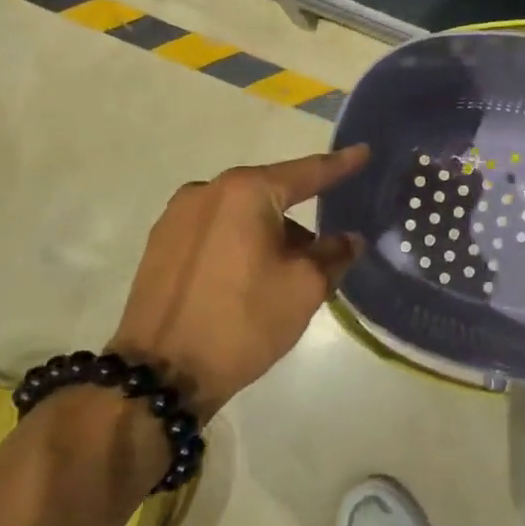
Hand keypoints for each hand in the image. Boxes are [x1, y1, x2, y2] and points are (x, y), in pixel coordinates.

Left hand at [109, 146, 369, 419]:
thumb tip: (348, 239)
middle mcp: (207, 191)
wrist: (161, 374)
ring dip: (268, 235)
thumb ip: (334, 254)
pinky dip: (240, 245)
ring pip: (241, 215)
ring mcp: (177, 217)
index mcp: (245, 192)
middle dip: (300, 217)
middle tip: (324, 251)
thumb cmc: (243, 321)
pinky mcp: (160, 245)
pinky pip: (215, 232)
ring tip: (283, 278)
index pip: (307, 172)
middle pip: (270, 194)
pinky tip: (248, 279)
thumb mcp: (304, 288)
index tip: (364, 151)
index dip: (340, 165)